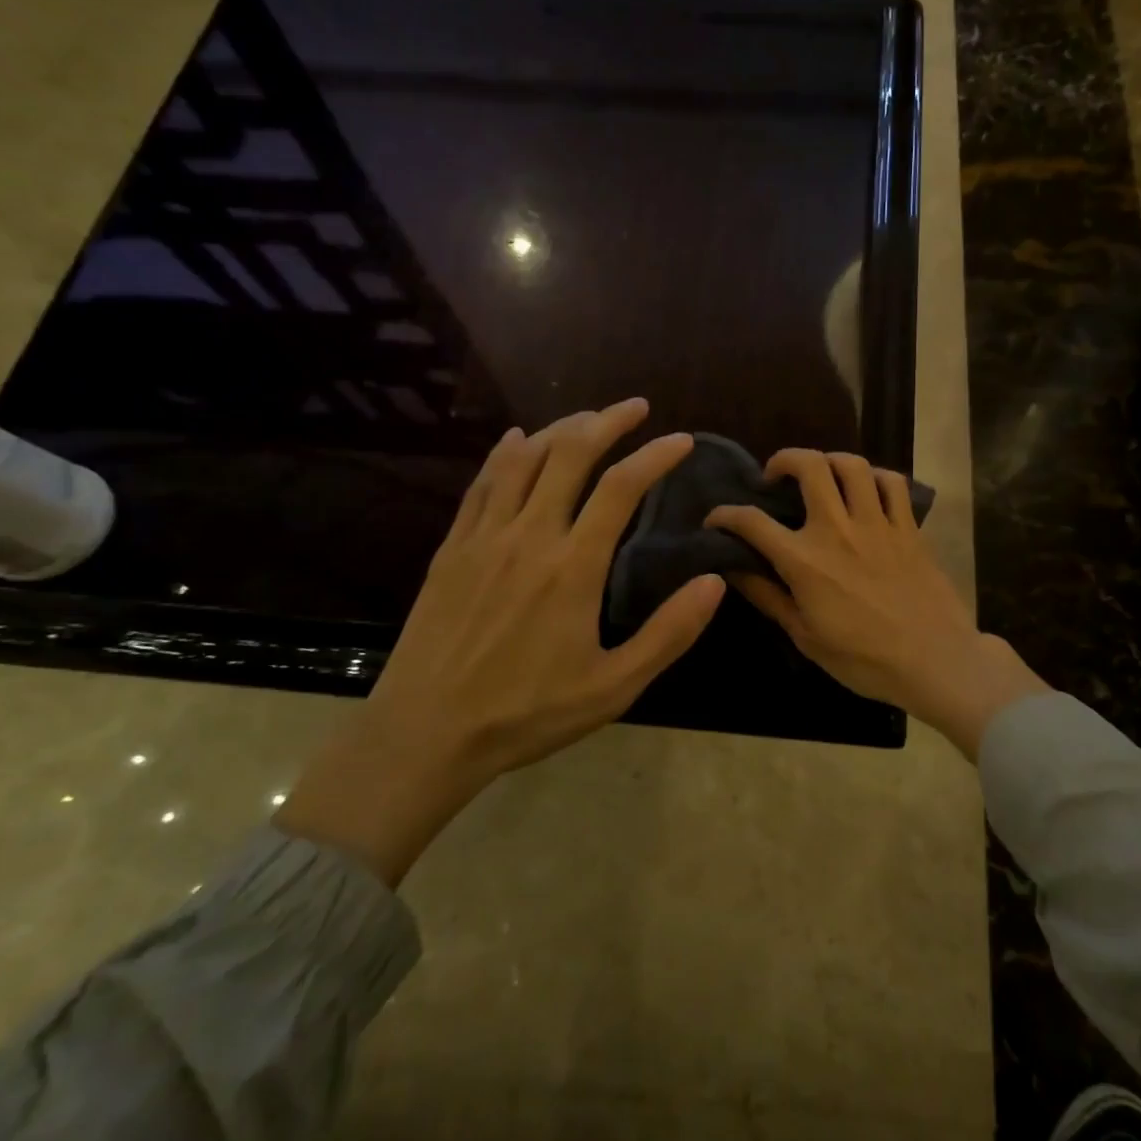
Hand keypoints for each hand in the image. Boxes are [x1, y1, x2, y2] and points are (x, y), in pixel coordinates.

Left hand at [276, 399, 723, 883]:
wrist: (425, 733)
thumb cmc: (527, 714)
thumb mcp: (613, 687)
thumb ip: (668, 633)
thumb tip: (714, 582)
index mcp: (573, 566)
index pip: (621, 487)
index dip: (655, 456)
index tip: (680, 441)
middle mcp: (529, 536)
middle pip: (570, 455)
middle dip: (608, 421)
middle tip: (635, 408)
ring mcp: (484, 537)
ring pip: (524, 459)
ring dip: (560, 429)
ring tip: (587, 420)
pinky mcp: (452, 548)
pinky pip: (482, 483)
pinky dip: (505, 452)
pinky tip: (517, 439)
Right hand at [705, 450, 1048, 757]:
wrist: (935, 661)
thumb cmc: (864, 659)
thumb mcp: (805, 637)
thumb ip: (768, 597)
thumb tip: (732, 569)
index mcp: (804, 561)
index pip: (752, 522)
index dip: (725, 515)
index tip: (716, 519)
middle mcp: (837, 529)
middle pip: (808, 466)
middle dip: (783, 460)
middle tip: (775, 476)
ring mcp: (877, 523)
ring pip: (851, 464)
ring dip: (829, 461)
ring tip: (821, 476)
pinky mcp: (908, 527)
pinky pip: (891, 482)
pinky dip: (875, 476)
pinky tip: (866, 489)